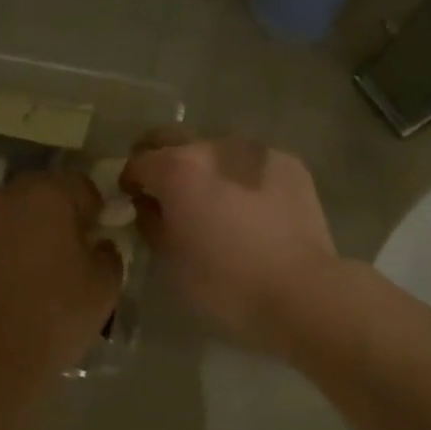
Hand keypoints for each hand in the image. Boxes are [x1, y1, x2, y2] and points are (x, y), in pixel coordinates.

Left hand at [0, 172, 122, 379]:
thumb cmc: (58, 315)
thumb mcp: (106, 284)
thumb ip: (108, 251)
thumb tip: (98, 242)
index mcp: (48, 195)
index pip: (79, 185)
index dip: (92, 208)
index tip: (96, 233)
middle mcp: (7, 196)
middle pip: (39, 191)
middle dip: (54, 211)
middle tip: (64, 246)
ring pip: (7, 210)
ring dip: (21, 225)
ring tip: (29, 262)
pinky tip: (1, 276)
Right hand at [121, 135, 337, 354]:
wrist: (301, 291)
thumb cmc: (225, 282)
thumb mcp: (170, 259)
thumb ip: (150, 221)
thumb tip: (147, 204)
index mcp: (178, 169)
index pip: (138, 161)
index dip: (129, 180)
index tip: (132, 199)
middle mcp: (212, 147)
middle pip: (171, 138)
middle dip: (160, 158)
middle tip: (164, 188)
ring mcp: (253, 150)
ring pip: (214, 148)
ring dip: (204, 166)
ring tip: (213, 198)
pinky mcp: (286, 161)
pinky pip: (249, 161)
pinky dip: (239, 174)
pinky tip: (249, 203)